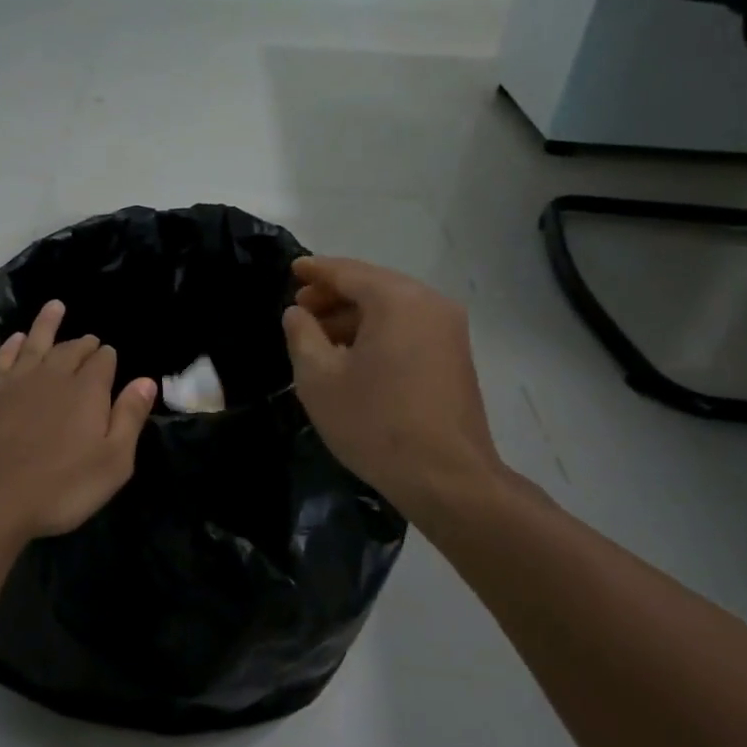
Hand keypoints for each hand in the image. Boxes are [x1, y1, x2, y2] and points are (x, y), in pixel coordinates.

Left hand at [0, 299, 157, 544]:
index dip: (108, 357)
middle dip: (85, 343)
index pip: (103, 362)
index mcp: (87, 391)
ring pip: (36, 343)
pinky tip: (16, 339)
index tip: (111, 356)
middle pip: (72, 350)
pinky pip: (4, 357)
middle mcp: (53, 376)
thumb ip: (129, 418)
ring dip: (47, 324)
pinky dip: (13, 345)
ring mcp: (16, 382)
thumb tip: (146, 381)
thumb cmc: (59, 488)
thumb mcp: (112, 462)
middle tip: (91, 340)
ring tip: (55, 307)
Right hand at [282, 256, 503, 522]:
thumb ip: (302, 335)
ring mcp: (449, 330)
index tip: (291, 269)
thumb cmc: (375, 423)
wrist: (446, 477)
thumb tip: (297, 313)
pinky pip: (408, 328)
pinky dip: (378, 332)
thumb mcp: (319, 379)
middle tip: (300, 310)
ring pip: (392, 309)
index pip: (347, 272)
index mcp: (396, 300)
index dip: (315, 271)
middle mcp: (429, 303)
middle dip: (334, 296)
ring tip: (320, 338)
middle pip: (373, 286)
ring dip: (354, 317)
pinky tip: (354, 356)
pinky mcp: (455, 356)